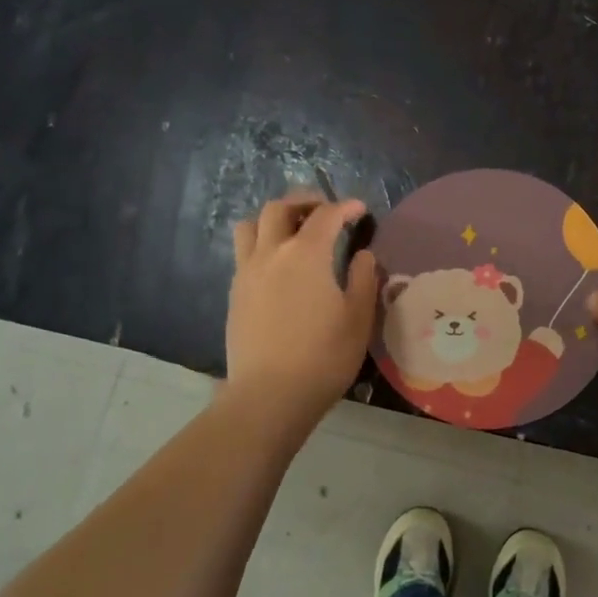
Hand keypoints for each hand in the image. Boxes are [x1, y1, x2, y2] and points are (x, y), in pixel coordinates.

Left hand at [227, 193, 376, 416]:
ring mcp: (247, 272)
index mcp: (306, 254)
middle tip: (324, 210)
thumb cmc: (323, 356)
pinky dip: (261, 244)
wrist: (269, 395)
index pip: (326, 215)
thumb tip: (362, 255)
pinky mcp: (234, 294)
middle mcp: (271, 253)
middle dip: (304, 201)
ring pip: (251, 225)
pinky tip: (277, 265)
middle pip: (280, 208)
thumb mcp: (358, 318)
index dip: (345, 207)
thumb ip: (362, 279)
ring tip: (292, 231)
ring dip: (273, 219)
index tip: (359, 210)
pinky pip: (244, 253)